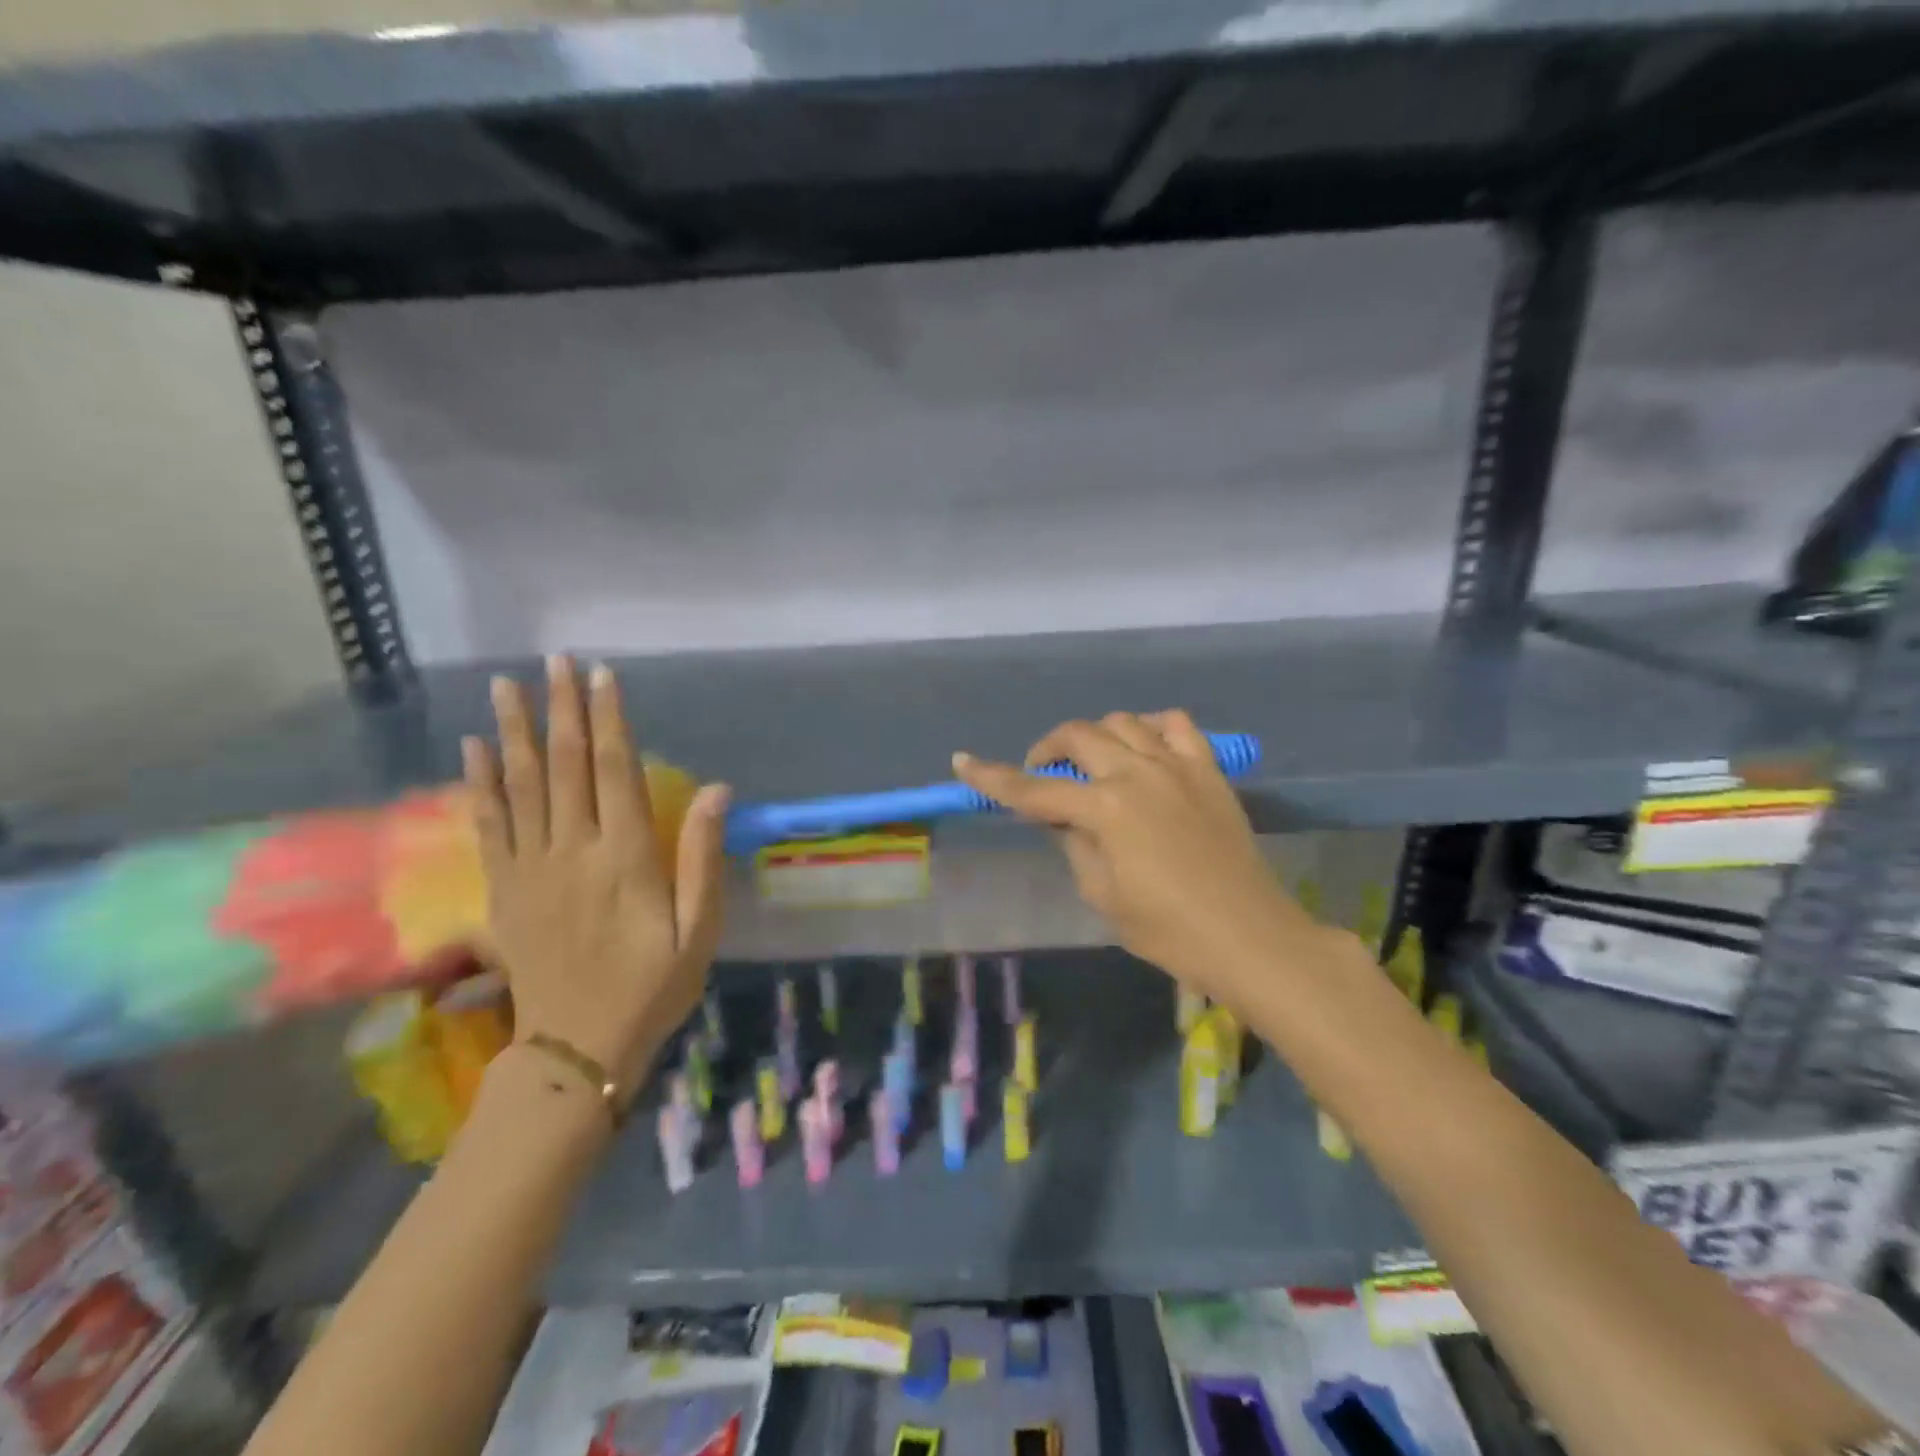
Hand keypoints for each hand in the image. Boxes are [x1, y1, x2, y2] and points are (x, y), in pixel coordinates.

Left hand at [461, 656, 728, 1101]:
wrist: (576, 1048)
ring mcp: (530, 868)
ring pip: (521, 785)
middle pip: (566, 766)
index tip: (602, 676)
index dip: (610, 720)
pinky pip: (489, 825)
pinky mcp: (504, 889)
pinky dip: (481, 783)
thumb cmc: (651, 986)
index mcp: (625, 857)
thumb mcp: (698, 930)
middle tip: (555, 661)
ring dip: (514, 731)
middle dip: (562, 709)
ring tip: (506, 685)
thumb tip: (716, 790)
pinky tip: (474, 749)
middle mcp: (572, 851)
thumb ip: (701, 857)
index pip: (616, 771)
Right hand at [954, 711, 1307, 997]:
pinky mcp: (1208, 770)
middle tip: (1041, 771)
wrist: (1248, 936)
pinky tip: (1144, 749)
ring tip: (1092, 762)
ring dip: (1096, 735)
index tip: (963, 762)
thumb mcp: (1102, 894)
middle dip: (1048, 748)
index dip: (994, 778)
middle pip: (1079, 736)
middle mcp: (1137, 773)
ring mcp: (1177, 765)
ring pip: (1123, 721)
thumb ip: (1074, 843)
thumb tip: (1061, 816)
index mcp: (1106, 809)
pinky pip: (1176, 725)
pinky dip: (1151, 727)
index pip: (1035, 788)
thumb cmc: (1168, 930)